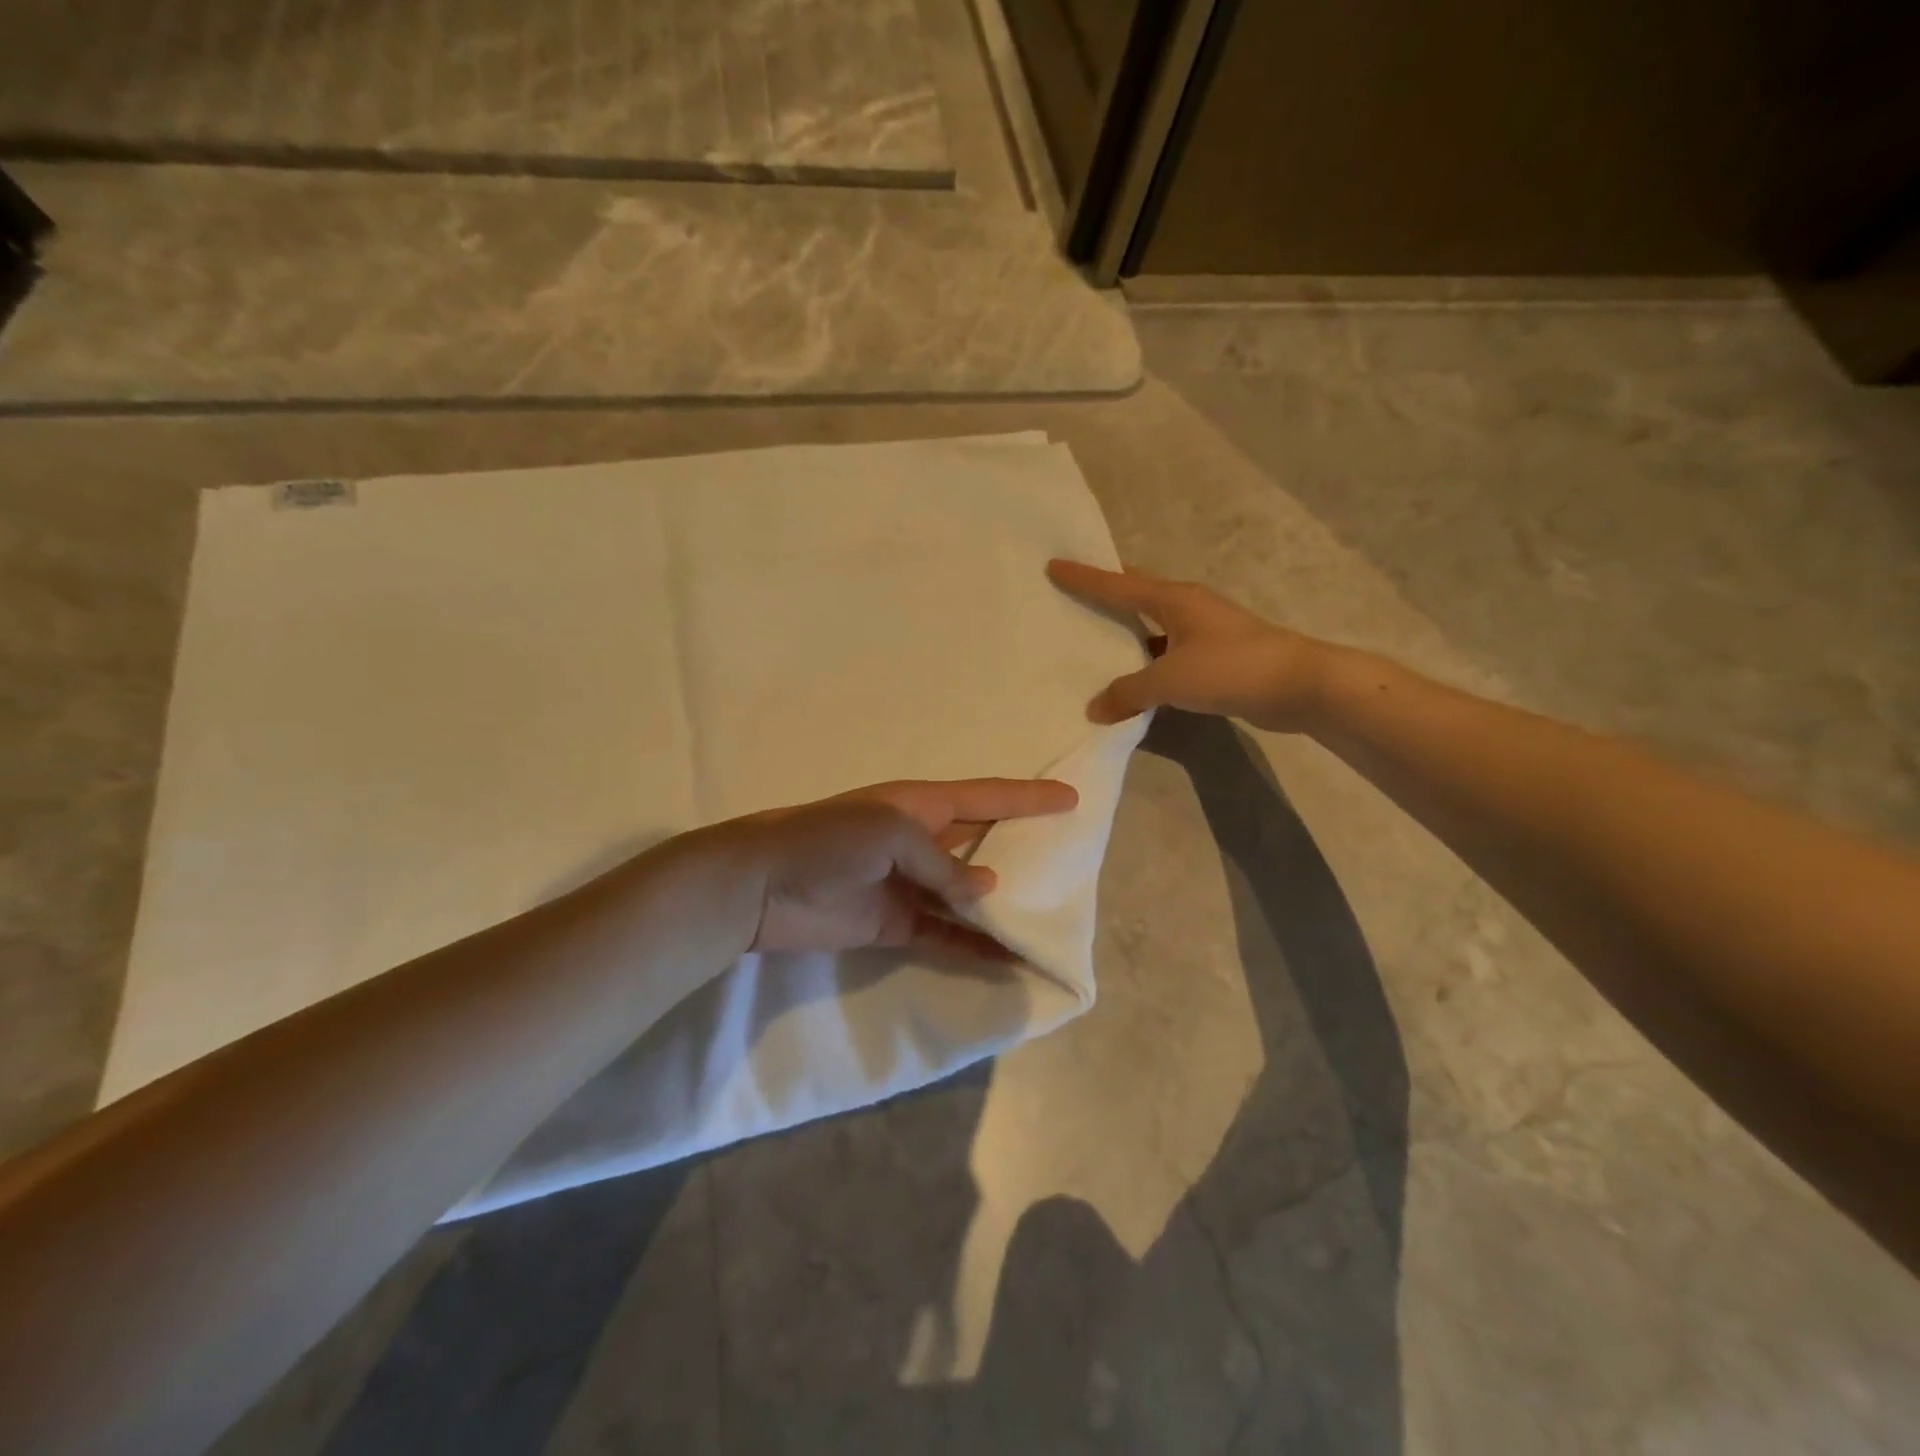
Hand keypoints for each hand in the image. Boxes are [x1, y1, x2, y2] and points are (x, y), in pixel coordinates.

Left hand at [716, 778, 1078, 955]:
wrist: (761, 887)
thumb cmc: (827, 841)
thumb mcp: (891, 833)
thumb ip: (942, 863)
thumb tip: (985, 891)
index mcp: (922, 805)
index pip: (988, 796)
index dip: (1029, 798)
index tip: (1072, 799)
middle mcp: (921, 841)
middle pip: (984, 844)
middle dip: (1023, 850)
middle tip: (1070, 863)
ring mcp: (909, 885)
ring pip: (969, 896)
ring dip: (1003, 909)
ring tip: (1048, 921)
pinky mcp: (895, 924)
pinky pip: (945, 934)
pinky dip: (975, 947)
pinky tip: (1007, 960)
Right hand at [1048, 559, 1336, 731]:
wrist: (1299, 684)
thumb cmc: (1231, 668)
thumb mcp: (1171, 680)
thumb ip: (1129, 692)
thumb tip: (1095, 709)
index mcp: (1174, 599)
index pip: (1118, 585)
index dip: (1085, 577)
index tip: (1054, 564)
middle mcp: (1188, 607)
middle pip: (1138, 594)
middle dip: (1109, 592)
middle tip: (1076, 594)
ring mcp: (1205, 630)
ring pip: (1154, 625)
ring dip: (1128, 632)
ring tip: (1096, 640)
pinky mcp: (1217, 656)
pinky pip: (1169, 652)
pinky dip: (1148, 661)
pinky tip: (1135, 679)